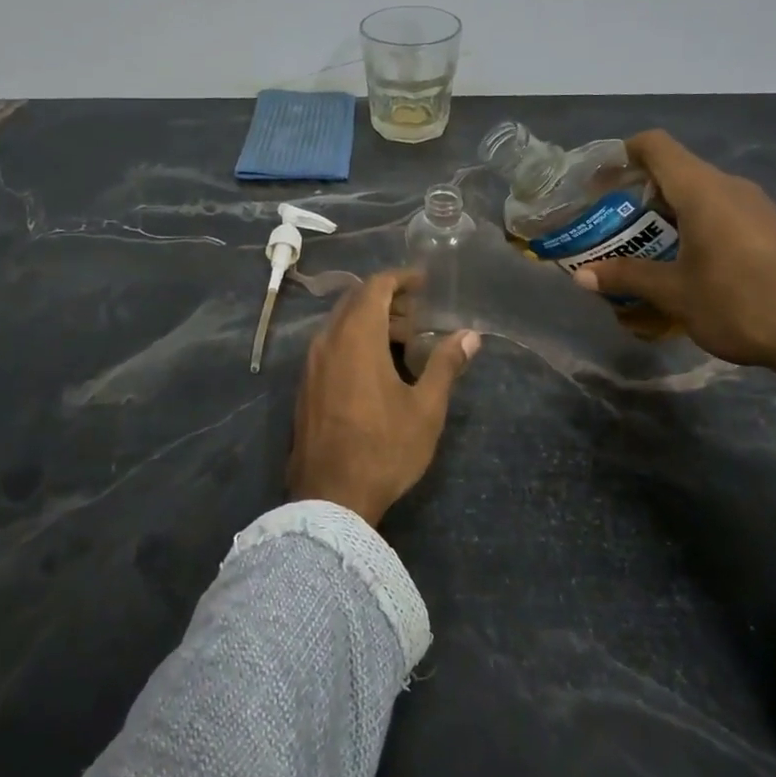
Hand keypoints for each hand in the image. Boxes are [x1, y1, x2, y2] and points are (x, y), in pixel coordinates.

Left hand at [289, 270, 480, 524]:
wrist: (330, 497)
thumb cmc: (384, 448)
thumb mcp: (425, 408)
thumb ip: (445, 365)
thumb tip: (470, 336)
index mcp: (357, 337)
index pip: (376, 286)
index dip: (401, 278)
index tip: (424, 282)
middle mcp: (328, 341)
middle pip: (356, 301)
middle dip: (388, 300)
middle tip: (418, 317)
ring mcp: (311, 364)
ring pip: (341, 323)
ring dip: (371, 322)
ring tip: (403, 343)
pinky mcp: (305, 386)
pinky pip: (330, 345)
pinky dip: (354, 341)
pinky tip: (376, 369)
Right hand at [573, 131, 775, 404]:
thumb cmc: (740, 304)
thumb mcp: (675, 293)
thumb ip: (627, 276)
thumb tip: (581, 275)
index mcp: (703, 190)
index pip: (654, 146)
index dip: (621, 155)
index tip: (597, 185)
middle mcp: (729, 187)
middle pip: (672, 172)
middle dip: (635, 197)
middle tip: (609, 228)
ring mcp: (754, 207)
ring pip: (696, 196)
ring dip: (663, 217)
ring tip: (639, 251)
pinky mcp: (769, 228)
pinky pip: (719, 214)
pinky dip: (691, 229)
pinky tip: (681, 267)